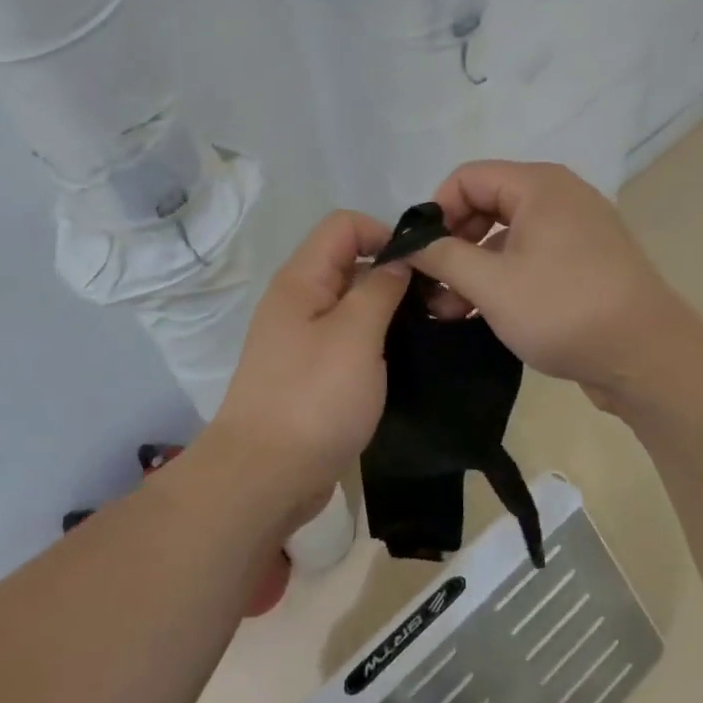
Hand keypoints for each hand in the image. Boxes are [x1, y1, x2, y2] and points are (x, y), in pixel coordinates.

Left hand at [209, 211, 410, 516]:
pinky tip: (402, 362)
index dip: (385, 234)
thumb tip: (398, 260)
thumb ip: (380, 288)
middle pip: (350, 262)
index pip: (344, 225)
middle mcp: (298, 301)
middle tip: (436, 305)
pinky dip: (375, 343)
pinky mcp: (311, 373)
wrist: (265, 477)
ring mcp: (302, 339)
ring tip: (427, 333)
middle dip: (393, 274)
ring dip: (388, 312)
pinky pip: (348, 340)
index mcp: (301, 279)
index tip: (421, 268)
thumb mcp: (356, 334)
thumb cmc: (314, 398)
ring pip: (352, 304)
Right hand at [413, 161, 691, 403]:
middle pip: (485, 204)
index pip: (466, 178)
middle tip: (432, 287)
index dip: (436, 212)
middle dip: (453, 245)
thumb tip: (408, 243)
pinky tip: (480, 314)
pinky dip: (501, 278)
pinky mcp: (583, 263)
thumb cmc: (564, 309)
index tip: (421, 255)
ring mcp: (575, 230)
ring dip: (473, 268)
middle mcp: (559, 197)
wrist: (648, 357)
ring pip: (506, 236)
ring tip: (450, 310)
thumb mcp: (491, 284)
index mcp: (539, 185)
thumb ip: (442, 257)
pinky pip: (529, 257)